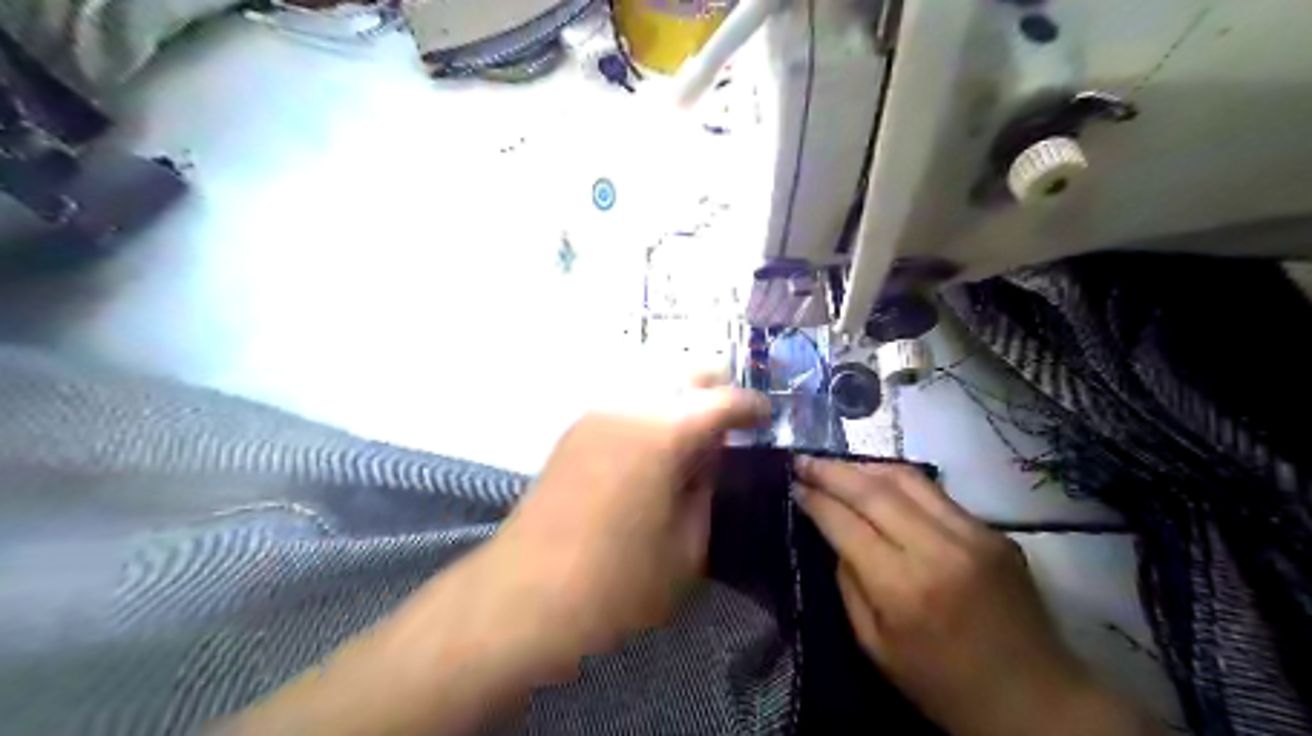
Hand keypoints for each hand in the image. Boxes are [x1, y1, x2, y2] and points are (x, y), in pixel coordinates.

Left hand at [482, 386, 771, 667]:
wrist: (521, 599)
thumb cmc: (615, 584)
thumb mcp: (686, 549)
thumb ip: (706, 490)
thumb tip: (709, 456)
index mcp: (664, 431)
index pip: (723, 399)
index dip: (752, 407)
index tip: (768, 419)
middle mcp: (628, 407)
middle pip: (684, 374)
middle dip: (716, 392)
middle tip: (732, 426)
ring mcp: (595, 415)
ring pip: (653, 384)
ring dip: (681, 402)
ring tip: (694, 442)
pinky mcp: (573, 432)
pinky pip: (627, 405)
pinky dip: (652, 414)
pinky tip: (655, 451)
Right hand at [789, 460, 1104, 735]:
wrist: (1037, 702)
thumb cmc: (943, 687)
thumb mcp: (875, 647)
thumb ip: (848, 584)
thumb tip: (834, 534)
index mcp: (903, 588)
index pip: (846, 523)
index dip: (815, 499)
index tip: (793, 484)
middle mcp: (939, 549)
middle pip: (874, 490)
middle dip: (831, 470)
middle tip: (802, 460)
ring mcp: (973, 535)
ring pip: (907, 478)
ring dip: (864, 466)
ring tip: (836, 466)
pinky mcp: (994, 532)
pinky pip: (935, 494)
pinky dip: (898, 482)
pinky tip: (879, 485)